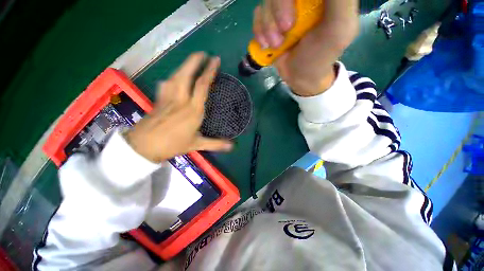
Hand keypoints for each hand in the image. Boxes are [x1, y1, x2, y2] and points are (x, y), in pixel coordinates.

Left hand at [125, 53, 232, 162]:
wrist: (143, 146)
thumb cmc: (172, 145)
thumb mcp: (197, 145)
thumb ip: (215, 144)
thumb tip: (232, 146)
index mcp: (193, 110)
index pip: (202, 86)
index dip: (209, 71)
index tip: (215, 60)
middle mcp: (181, 100)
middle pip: (186, 75)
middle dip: (195, 61)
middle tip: (203, 53)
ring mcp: (168, 98)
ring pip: (175, 77)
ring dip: (184, 66)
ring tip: (191, 61)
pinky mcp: (158, 100)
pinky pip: (166, 84)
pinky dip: (172, 78)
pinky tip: (174, 78)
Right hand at [253, 0, 358, 95]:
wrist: (300, 76)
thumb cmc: (320, 56)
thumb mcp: (339, 28)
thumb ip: (340, 2)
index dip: (289, 0)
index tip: (293, 20)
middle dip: (278, 10)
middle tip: (285, 31)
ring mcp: (284, 7)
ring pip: (267, 0)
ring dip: (268, 27)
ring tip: (276, 45)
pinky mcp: (271, 20)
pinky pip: (258, 13)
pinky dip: (259, 31)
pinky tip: (266, 44)